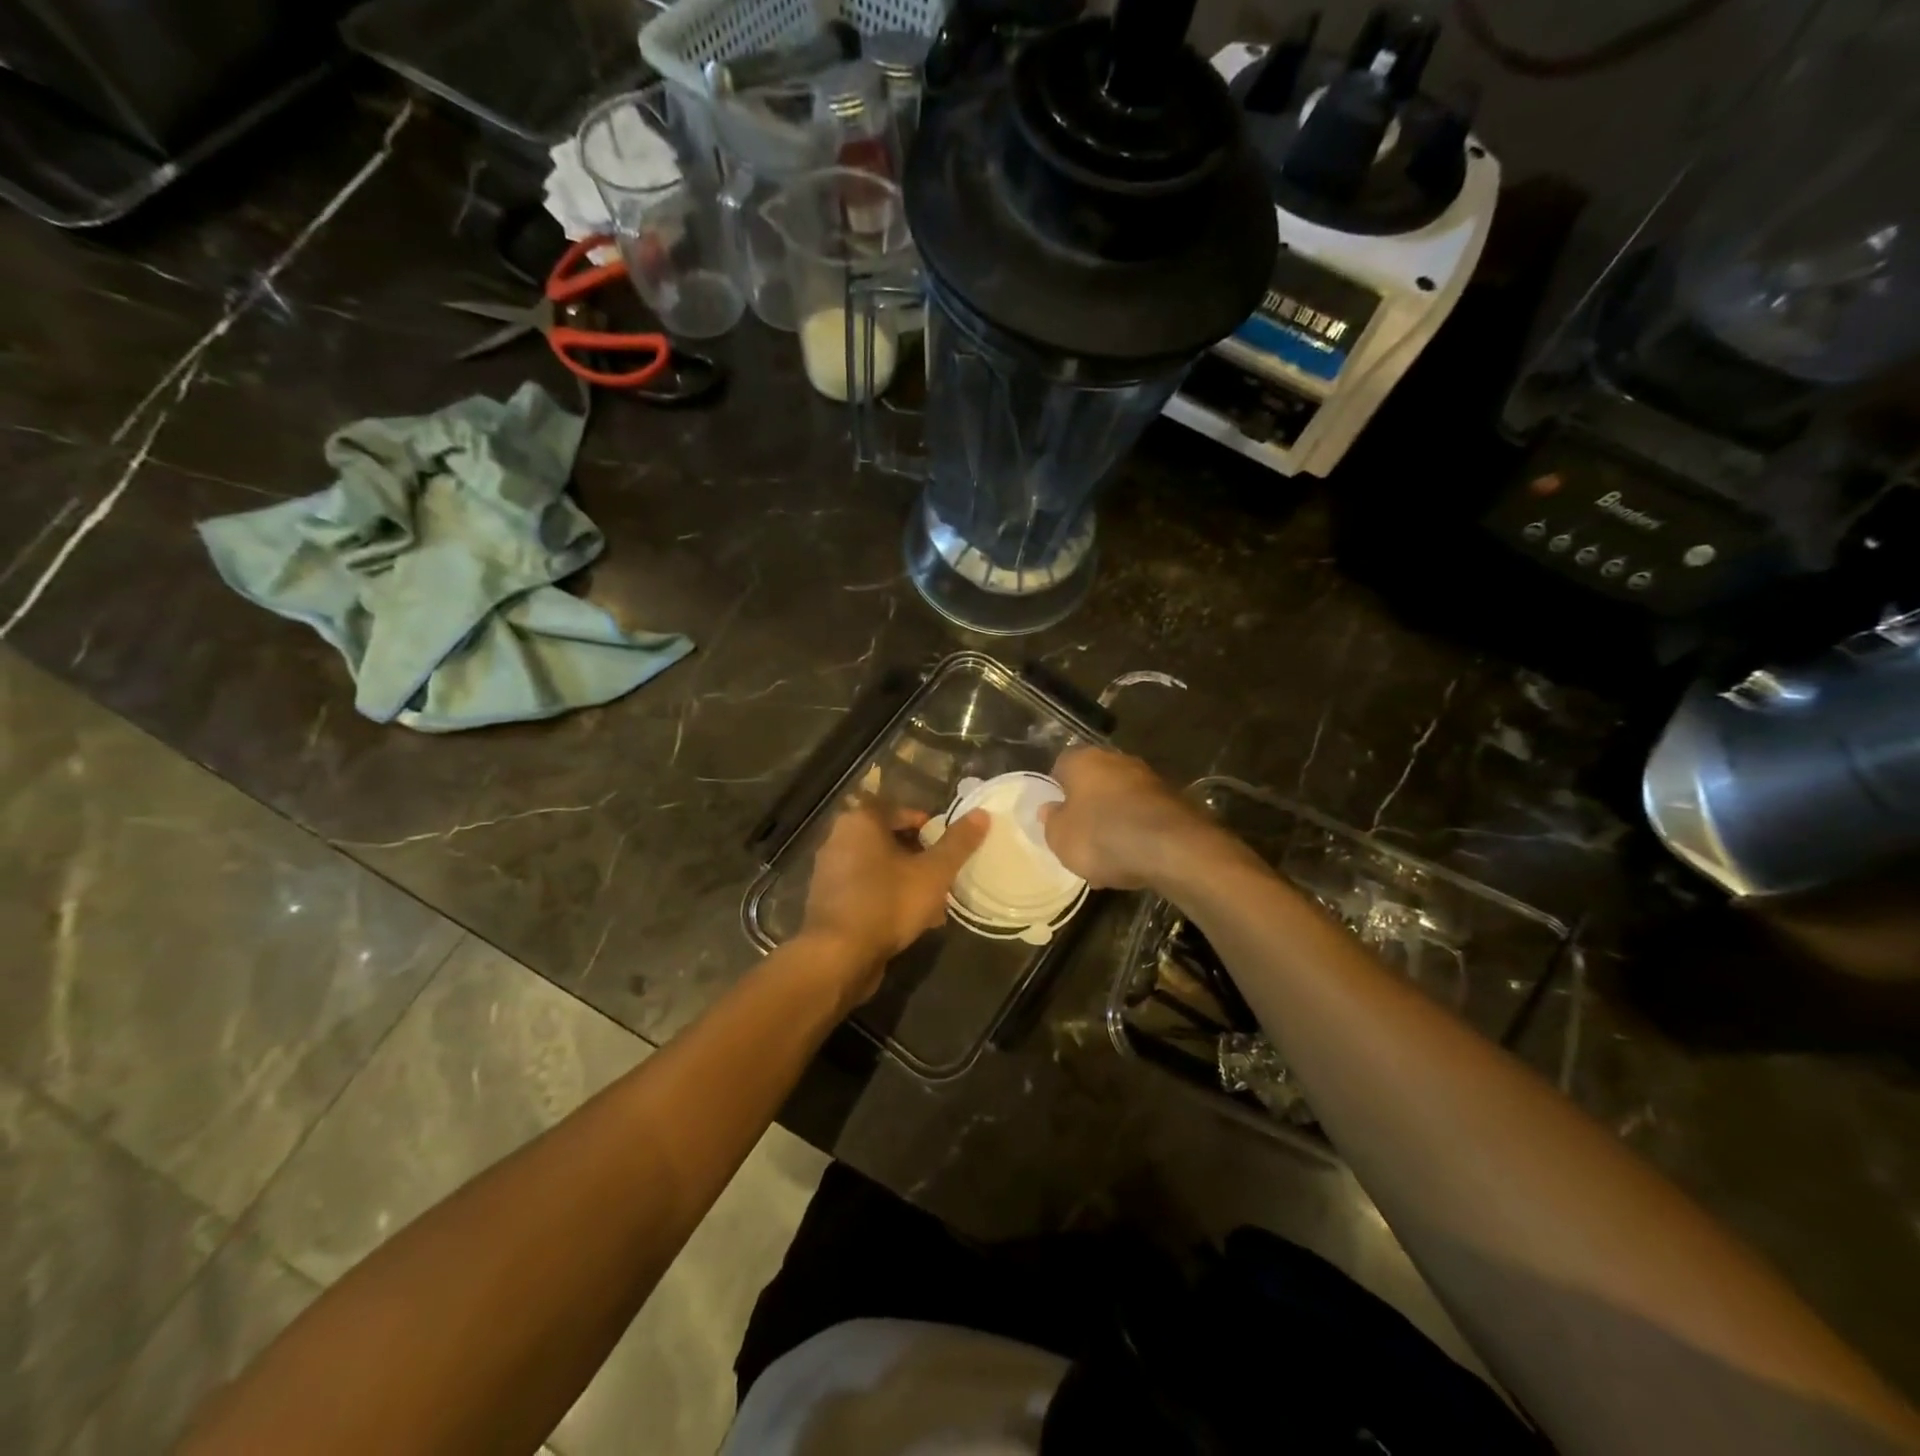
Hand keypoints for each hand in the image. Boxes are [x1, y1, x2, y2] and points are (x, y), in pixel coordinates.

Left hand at [800, 800, 988, 1004]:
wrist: (838, 956)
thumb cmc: (887, 902)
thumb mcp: (933, 872)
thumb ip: (958, 843)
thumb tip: (981, 813)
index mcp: (860, 821)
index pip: (899, 810)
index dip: (927, 825)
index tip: (948, 845)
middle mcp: (838, 839)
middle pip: (889, 840)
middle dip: (919, 857)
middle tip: (944, 874)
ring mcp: (830, 873)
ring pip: (879, 868)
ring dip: (907, 881)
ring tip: (935, 904)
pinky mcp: (829, 903)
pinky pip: (866, 891)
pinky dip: (888, 899)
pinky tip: (912, 922)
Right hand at [1039, 747, 1217, 890]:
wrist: (1171, 849)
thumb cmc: (1102, 837)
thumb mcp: (1060, 837)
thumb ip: (1051, 821)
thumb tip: (1050, 809)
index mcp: (1084, 760)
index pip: (1061, 766)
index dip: (1056, 790)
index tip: (1055, 815)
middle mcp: (1116, 759)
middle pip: (1094, 781)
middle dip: (1087, 805)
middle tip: (1079, 835)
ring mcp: (1149, 778)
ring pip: (1120, 799)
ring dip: (1112, 820)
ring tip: (1106, 857)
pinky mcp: (1173, 800)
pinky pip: (1143, 816)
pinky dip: (1136, 832)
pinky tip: (1132, 859)